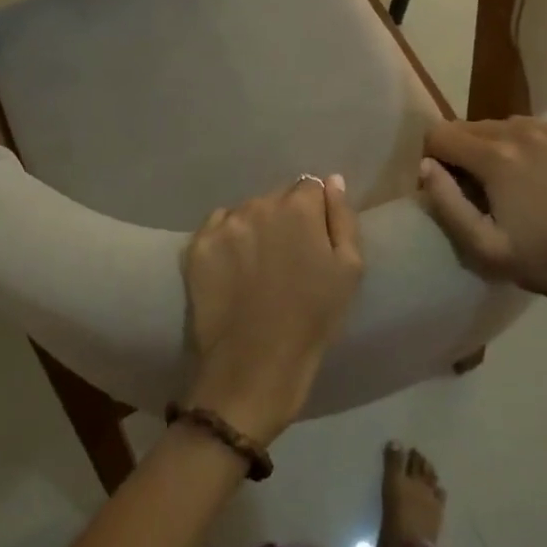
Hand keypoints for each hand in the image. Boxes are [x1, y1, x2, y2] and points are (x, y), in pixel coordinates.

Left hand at [182, 175, 362, 447]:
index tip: (313, 241)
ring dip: (255, 228)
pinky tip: (233, 269)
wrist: (254, 367)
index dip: (314, 213)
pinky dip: (227, 240)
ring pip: (246, 212)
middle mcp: (259, 204)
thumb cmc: (312, 321)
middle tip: (287, 258)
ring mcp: (225, 224)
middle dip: (284, 219)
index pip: (309, 187)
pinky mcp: (197, 245)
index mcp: (298, 207)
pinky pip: (217, 227)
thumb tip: (332, 180)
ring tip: (258, 267)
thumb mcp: (349, 271)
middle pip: (276, 198)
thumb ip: (342, 218)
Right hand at [417, 117, 546, 310]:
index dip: (432, 159)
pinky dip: (521, 144)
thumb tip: (426, 165)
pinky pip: (529, 127)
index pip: (439, 134)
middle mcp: (520, 131)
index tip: (445, 187)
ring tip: (504, 182)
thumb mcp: (481, 246)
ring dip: (489, 147)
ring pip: (497, 125)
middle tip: (474, 190)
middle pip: (466, 126)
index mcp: (495, 156)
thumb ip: (445, 202)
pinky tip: (533, 174)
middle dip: (460, 153)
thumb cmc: (538, 259)